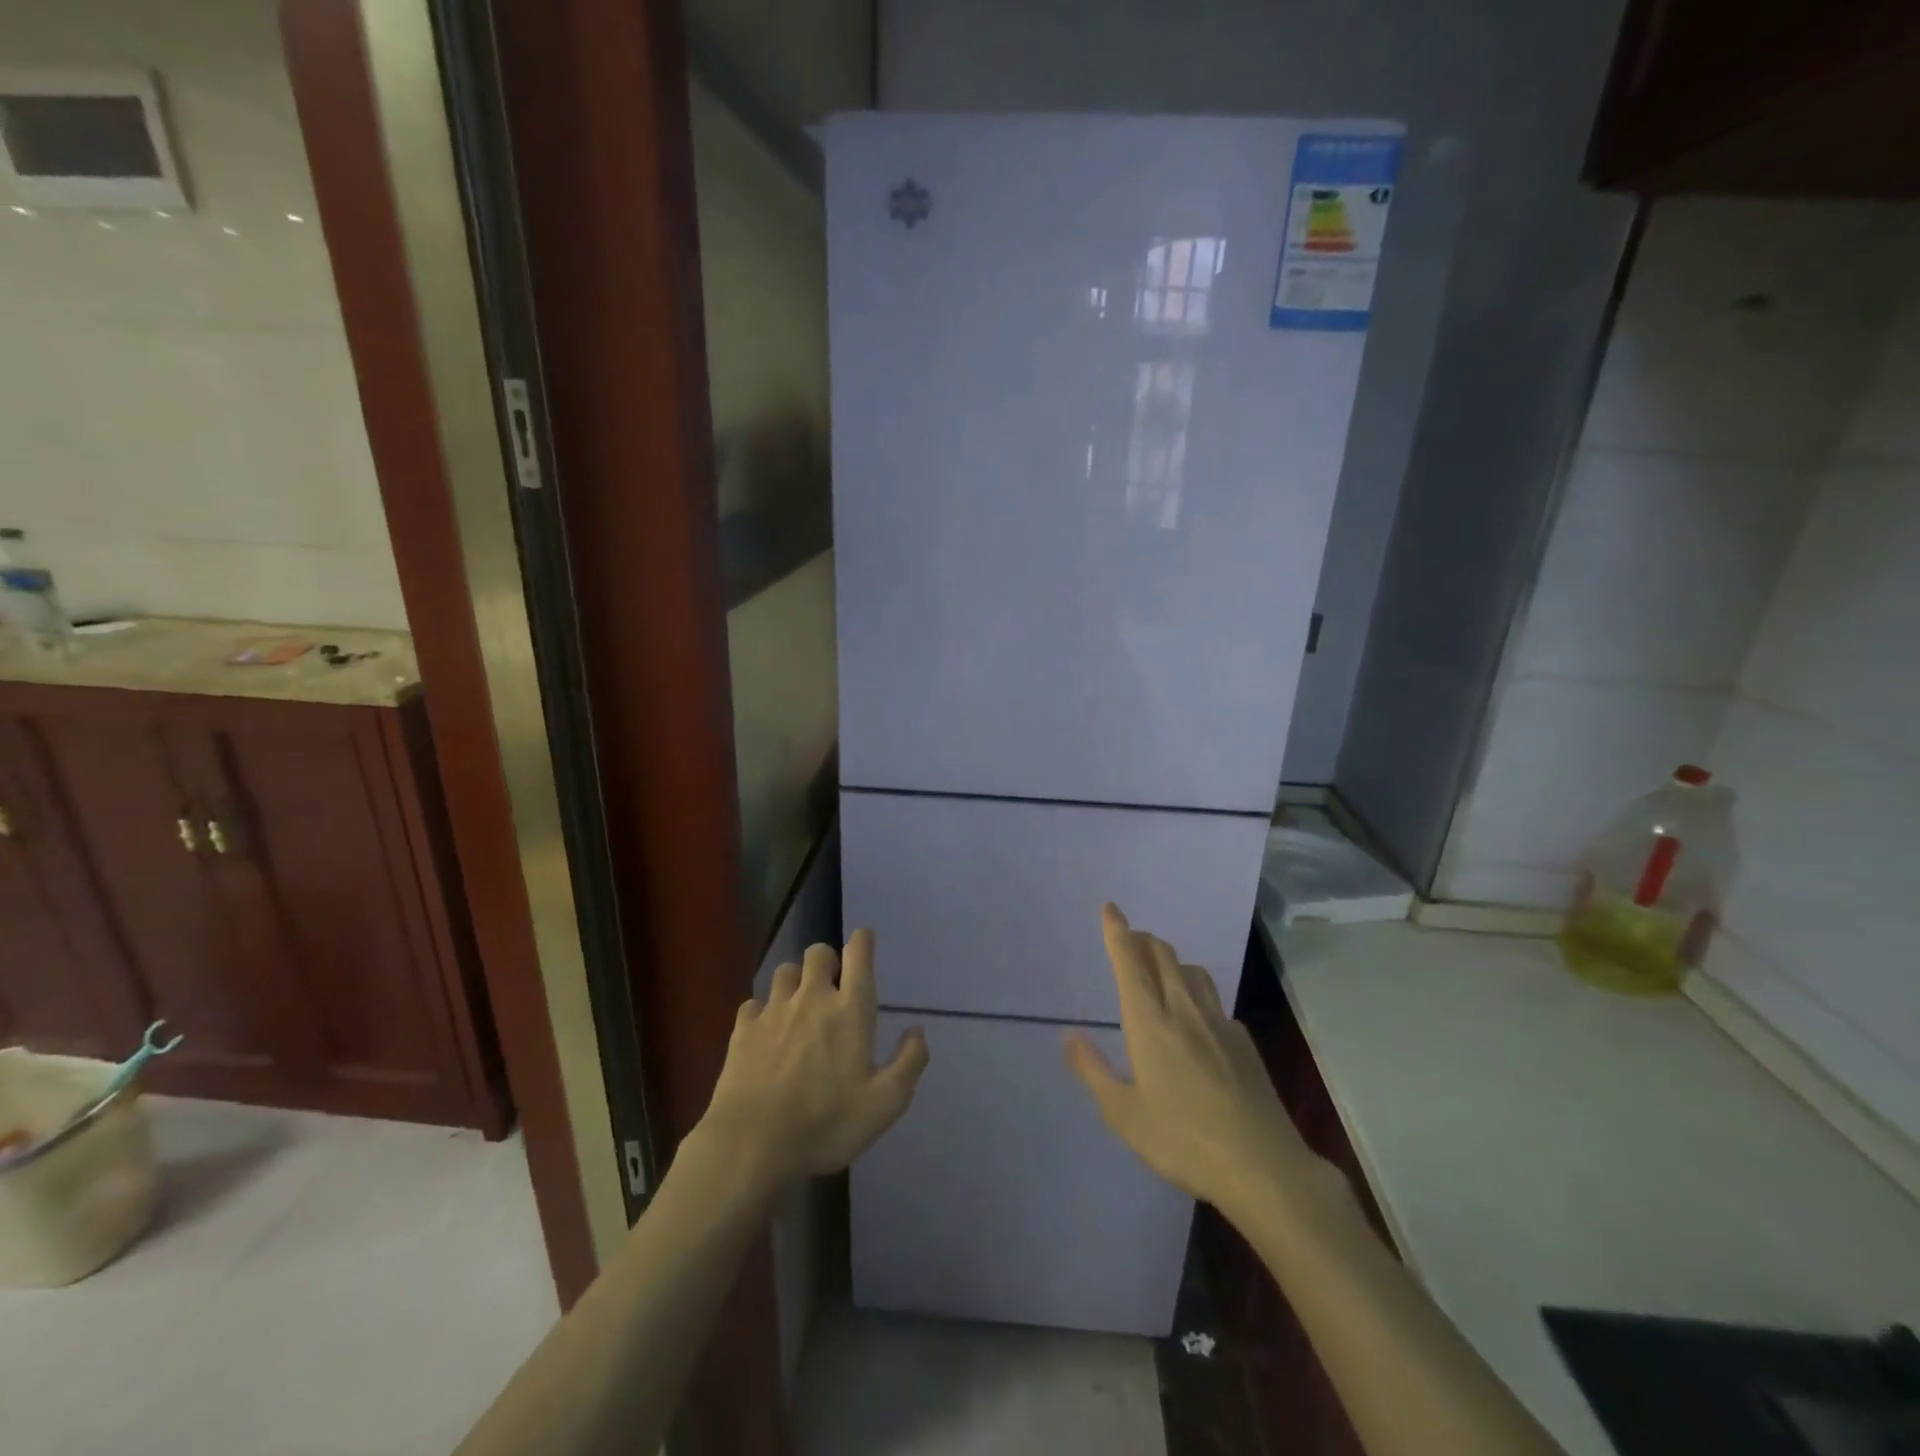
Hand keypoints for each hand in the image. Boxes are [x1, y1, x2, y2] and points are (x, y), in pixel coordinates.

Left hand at [700, 929, 928, 1189]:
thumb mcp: (885, 1104)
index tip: (865, 941)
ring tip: (799, 1006)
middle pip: (818, 952)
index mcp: (850, 1009)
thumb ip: (909, 1062)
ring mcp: (774, 1010)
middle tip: (833, 987)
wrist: (751, 1144)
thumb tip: (918, 1030)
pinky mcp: (743, 1029)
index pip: (858, 953)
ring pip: (785, 970)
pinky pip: (754, 1003)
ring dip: (796, 981)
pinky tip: (766, 1032)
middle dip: (828, 961)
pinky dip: (763, 1010)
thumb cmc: (826, 1123)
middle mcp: (812, 998)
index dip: (863, 941)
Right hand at [1066, 904, 1330, 1220]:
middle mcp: (1184, 1010)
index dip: (1117, 931)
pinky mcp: (1244, 1041)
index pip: (1129, 963)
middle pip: (1164, 955)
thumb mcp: (1124, 1115)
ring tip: (1160, 972)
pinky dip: (1196, 993)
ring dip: (1171, 961)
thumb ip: (1093, 1071)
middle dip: (1143, 940)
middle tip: (1129, 942)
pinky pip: (1215, 1001)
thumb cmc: (1183, 1141)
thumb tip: (1069, 1036)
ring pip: (1193, 971)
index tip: (1110, 907)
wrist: (1263, 1166)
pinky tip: (1197, 1020)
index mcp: (1150, 1023)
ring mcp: (1219, 1023)